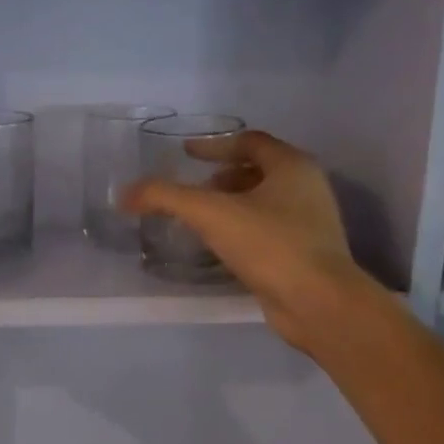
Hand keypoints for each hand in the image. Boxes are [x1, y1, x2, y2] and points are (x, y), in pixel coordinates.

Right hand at [121, 129, 367, 350]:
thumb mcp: (210, 213)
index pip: (250, 141)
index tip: (185, 153)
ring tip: (199, 219)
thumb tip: (125, 194)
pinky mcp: (304, 254)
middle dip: (221, 177)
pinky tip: (218, 247)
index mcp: (292, 166)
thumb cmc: (270, 244)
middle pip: (258, 171)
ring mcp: (309, 223)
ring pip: (263, 202)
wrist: (318, 302)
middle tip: (191, 190)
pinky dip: (240, 230)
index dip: (214, 145)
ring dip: (230, 205)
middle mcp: (306, 188)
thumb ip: (165, 197)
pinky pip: (266, 231)